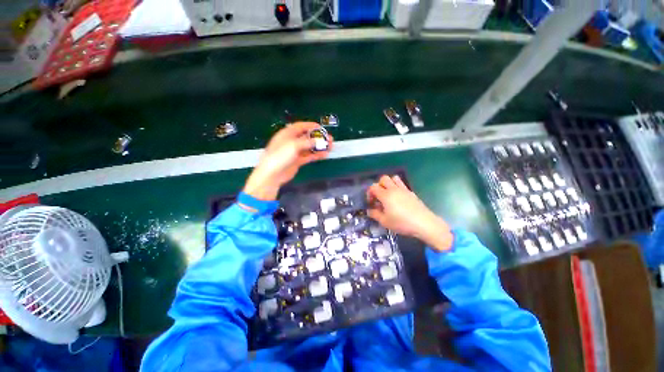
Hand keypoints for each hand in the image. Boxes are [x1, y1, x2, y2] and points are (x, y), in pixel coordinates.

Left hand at [243, 122, 332, 200]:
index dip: (311, 126)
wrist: (273, 174)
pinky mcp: (297, 161)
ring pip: (309, 147)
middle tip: (329, 139)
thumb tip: (318, 140)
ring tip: (330, 147)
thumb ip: (307, 142)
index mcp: (287, 133)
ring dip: (319, 146)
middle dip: (318, 137)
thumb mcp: (294, 145)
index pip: (301, 126)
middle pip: (307, 137)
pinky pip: (309, 156)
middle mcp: (291, 141)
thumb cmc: (280, 155)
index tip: (322, 128)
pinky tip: (325, 155)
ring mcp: (295, 152)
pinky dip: (316, 155)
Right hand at [367, 175, 452, 251]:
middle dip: (378, 185)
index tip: (371, 203)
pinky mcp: (411, 192)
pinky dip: (397, 187)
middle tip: (379, 196)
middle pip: (383, 178)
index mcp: (385, 195)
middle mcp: (394, 189)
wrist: (423, 223)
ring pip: (394, 178)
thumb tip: (369, 211)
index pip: (373, 187)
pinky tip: (398, 199)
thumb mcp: (385, 221)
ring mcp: (403, 189)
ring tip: (388, 194)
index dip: (369, 193)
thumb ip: (374, 214)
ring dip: (389, 183)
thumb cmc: (402, 223)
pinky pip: (402, 184)